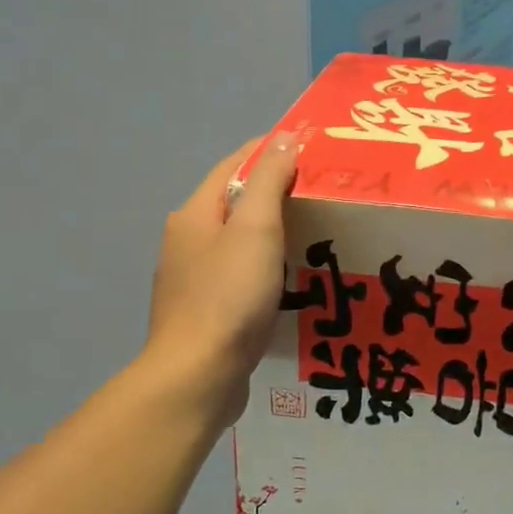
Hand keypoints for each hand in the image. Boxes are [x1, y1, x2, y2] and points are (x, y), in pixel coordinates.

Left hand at [145, 134, 298, 428]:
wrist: (198, 377)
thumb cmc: (229, 296)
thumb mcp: (256, 228)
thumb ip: (269, 179)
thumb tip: (285, 136)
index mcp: (195, 214)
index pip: (235, 164)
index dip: (272, 149)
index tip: (313, 148)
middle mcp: (188, 241)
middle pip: (237, 202)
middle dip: (278, 191)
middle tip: (324, 194)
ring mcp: (194, 279)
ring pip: (241, 241)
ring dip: (275, 231)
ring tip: (317, 234)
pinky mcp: (207, 311)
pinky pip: (243, 274)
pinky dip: (268, 266)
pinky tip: (293, 280)